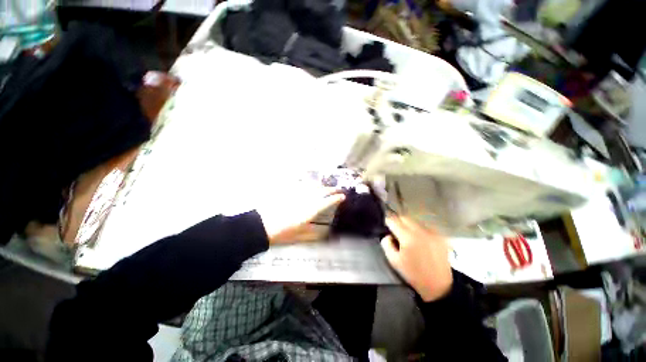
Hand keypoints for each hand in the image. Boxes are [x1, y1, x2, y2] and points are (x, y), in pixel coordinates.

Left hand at [257, 184, 344, 244]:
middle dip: (331, 189)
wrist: (262, 226)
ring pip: (312, 187)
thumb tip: (327, 233)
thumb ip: (314, 233)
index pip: (326, 202)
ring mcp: (297, 195)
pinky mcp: (289, 193)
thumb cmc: (282, 233)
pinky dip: (309, 186)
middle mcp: (305, 200)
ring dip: (321, 186)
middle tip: (338, 189)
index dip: (335, 198)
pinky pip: (302, 186)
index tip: (343, 196)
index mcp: (309, 211)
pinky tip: (311, 186)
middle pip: (320, 192)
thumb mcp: (299, 236)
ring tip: (327, 187)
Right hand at [381, 216, 452, 301]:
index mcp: (408, 237)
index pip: (393, 220)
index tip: (386, 226)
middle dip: (398, 222)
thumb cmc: (413, 274)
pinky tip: (420, 241)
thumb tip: (388, 235)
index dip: (387, 222)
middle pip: (404, 218)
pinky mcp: (440, 236)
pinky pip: (425, 227)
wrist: (439, 286)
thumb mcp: (394, 261)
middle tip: (395, 232)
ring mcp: (432, 233)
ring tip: (408, 238)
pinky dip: (419, 231)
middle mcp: (421, 231)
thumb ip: (386, 244)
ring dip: (408, 226)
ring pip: (415, 221)